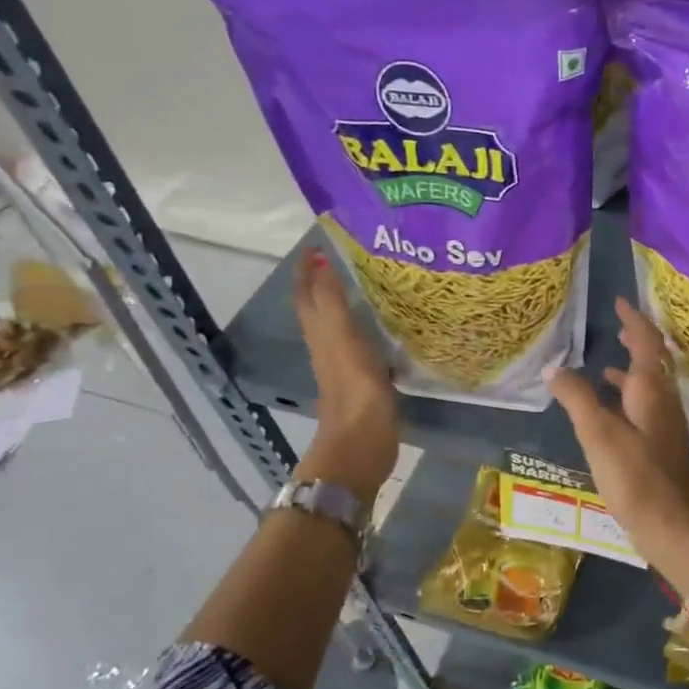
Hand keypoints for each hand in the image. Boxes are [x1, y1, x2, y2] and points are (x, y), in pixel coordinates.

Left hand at [294, 248, 397, 506]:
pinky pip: (358, 344)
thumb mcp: (342, 338)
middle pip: (318, 309)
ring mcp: (344, 365)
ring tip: (364, 285)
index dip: (308, 271)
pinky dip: (363, 328)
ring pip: (337, 326)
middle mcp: (327, 346)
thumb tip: (323, 263)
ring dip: (344, 304)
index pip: (308, 294)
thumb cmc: (354, 389)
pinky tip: (381, 327)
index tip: (319, 245)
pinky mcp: (363, 381)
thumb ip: (332, 302)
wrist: (361, 442)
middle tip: (342, 260)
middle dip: (323, 283)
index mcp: (320, 333)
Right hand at [546, 298, 688, 577]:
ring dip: (633, 369)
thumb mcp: (599, 435)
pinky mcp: (664, 448)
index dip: (634, 320)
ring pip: (651, 386)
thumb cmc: (637, 478)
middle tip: (618, 325)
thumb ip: (577, 398)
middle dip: (638, 340)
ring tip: (609, 361)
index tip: (620, 302)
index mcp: (652, 391)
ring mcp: (668, 426)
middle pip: (655, 362)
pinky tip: (613, 411)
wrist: (676, 529)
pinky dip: (630, 398)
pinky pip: (647, 408)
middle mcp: (665, 403)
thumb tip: (555, 367)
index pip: (647, 343)